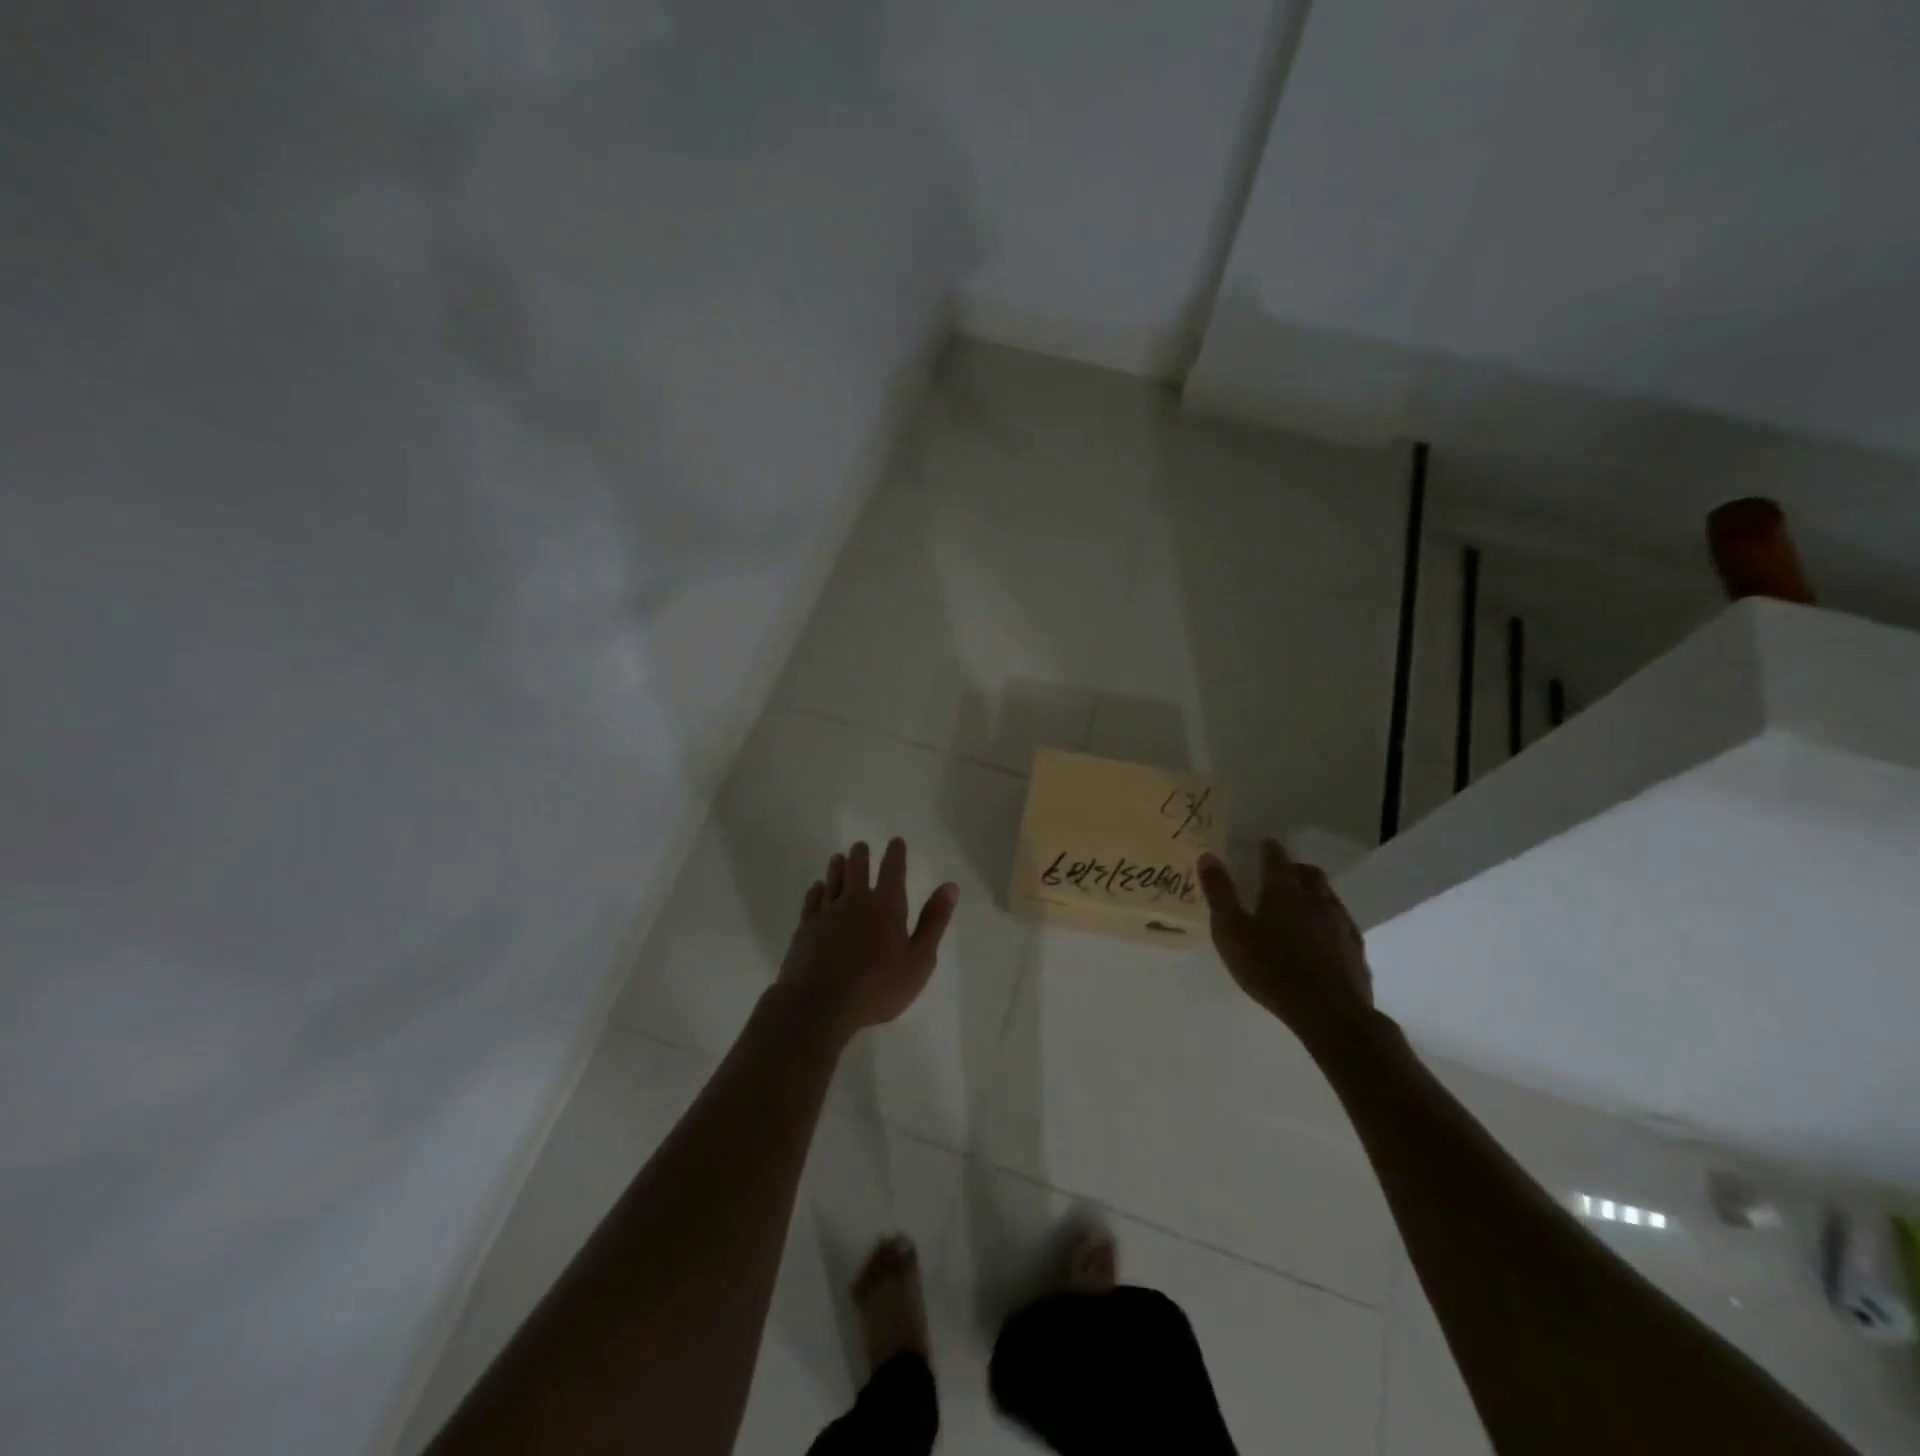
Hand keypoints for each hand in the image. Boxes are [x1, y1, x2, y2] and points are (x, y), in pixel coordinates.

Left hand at [778, 838, 958, 1039]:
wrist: (818, 1004)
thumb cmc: (877, 987)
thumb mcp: (919, 959)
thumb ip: (934, 921)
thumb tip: (950, 886)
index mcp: (886, 906)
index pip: (893, 870)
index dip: (895, 854)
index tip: (895, 841)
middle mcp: (855, 901)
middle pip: (857, 869)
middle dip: (861, 855)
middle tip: (861, 846)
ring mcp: (827, 913)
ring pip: (833, 880)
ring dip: (837, 867)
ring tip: (838, 857)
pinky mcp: (805, 928)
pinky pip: (812, 901)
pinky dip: (816, 890)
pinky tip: (816, 888)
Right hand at [1197, 840, 1373, 1046]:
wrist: (1329, 1012)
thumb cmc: (1270, 968)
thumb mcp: (1230, 931)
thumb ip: (1219, 893)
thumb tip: (1208, 856)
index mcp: (1284, 891)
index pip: (1276, 857)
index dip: (1267, 849)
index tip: (1260, 846)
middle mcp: (1316, 899)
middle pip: (1308, 872)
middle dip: (1293, 868)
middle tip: (1278, 876)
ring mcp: (1341, 922)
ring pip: (1328, 895)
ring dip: (1313, 892)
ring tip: (1299, 905)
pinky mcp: (1355, 947)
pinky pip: (1341, 921)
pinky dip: (1328, 919)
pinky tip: (1321, 936)